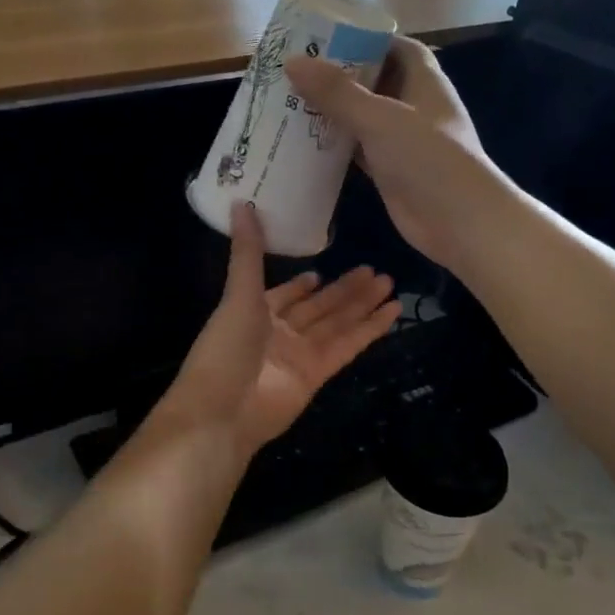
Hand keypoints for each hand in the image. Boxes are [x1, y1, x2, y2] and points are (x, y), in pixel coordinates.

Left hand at [163, 204, 399, 455]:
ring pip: (337, 323)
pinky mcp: (319, 374)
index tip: (321, 271)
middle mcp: (279, 333)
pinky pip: (347, 346)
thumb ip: (247, 252)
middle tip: (373, 269)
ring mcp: (300, 354)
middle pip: (318, 307)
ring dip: (361, 304)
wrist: (223, 411)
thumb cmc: (224, 349)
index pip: (284, 295)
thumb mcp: (237, 294)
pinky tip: (391, 312)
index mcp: (254, 313)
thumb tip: (241, 203)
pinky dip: (369, 330)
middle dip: (344, 289)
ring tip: (389, 283)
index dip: (301, 286)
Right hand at [284, 36, 499, 273]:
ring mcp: (401, 140)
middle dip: (338, 75)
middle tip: (294, 68)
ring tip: (288, 100)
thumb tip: (292, 63)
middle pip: (373, 80)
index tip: (324, 36)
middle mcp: (413, 105)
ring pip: (361, 116)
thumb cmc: (428, 157)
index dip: (363, 38)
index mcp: (422, 79)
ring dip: (332, 111)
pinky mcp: (389, 170)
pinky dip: (334, 145)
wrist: (459, 221)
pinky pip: (357, 149)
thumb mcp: (380, 117)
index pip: (394, 46)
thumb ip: (337, 92)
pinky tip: (301, 142)